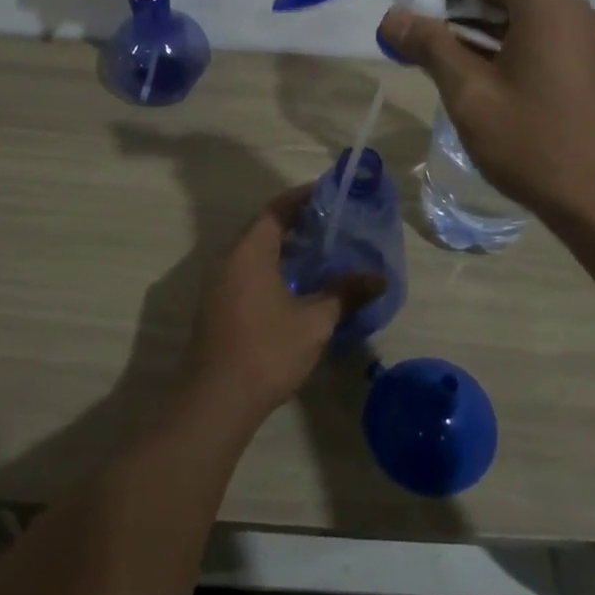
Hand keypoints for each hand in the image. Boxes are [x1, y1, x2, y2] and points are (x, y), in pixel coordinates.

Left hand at [180, 188, 381, 431]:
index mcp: (250, 251)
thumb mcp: (314, 321)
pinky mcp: (216, 306)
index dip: (302, 198)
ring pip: (254, 252)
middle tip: (332, 224)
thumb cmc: (267, 350)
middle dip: (296, 222)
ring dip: (284, 248)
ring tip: (320, 253)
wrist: (215, 400)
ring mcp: (218, 284)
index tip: (329, 193)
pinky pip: (246, 272)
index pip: (277, 209)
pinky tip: (296, 287)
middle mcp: (229, 259)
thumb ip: (345, 293)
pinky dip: (271, 268)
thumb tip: (379, 277)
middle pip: (263, 228)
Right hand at [379, 0, 594, 232]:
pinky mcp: (574, 63)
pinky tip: (462, 65)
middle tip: (413, 11)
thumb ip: (430, 47)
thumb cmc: (538, 145)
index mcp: (546, 1)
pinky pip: (528, 27)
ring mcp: (574, 36)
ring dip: (469, 10)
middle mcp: (566, 7)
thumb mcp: (472, 95)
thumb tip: (392, 18)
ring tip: (428, 40)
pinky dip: (491, 33)